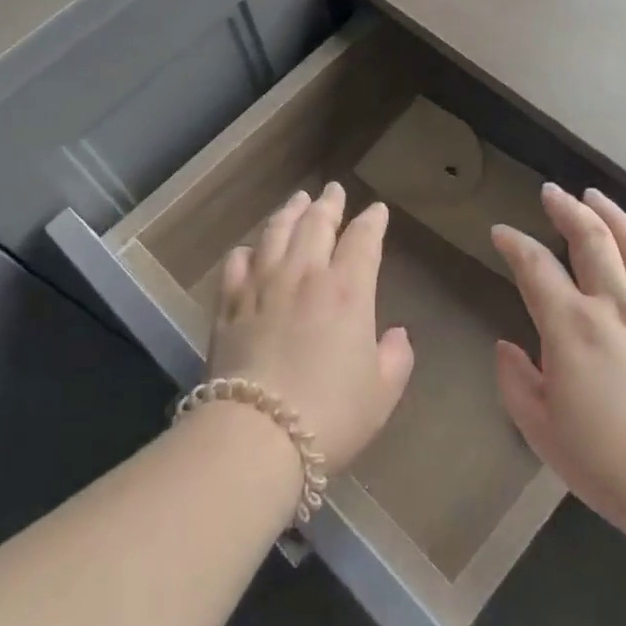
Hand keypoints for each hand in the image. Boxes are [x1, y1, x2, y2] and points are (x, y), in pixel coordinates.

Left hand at [207, 183, 414, 473]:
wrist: (257, 434)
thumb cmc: (331, 415)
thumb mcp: (382, 393)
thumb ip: (395, 357)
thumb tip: (396, 334)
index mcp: (348, 290)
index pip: (363, 239)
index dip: (372, 221)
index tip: (377, 210)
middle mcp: (305, 274)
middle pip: (316, 224)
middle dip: (329, 203)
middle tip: (333, 190)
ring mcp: (263, 285)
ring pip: (276, 232)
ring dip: (290, 212)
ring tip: (297, 200)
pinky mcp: (229, 304)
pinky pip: (237, 262)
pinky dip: (248, 249)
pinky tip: (251, 249)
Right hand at [491, 185, 625, 545]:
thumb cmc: (606, 463)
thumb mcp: (541, 430)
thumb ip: (515, 382)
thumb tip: (506, 346)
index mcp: (570, 326)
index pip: (534, 266)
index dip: (514, 243)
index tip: (501, 233)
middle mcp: (613, 304)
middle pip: (589, 238)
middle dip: (566, 208)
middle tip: (552, 192)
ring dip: (612, 214)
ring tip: (595, 195)